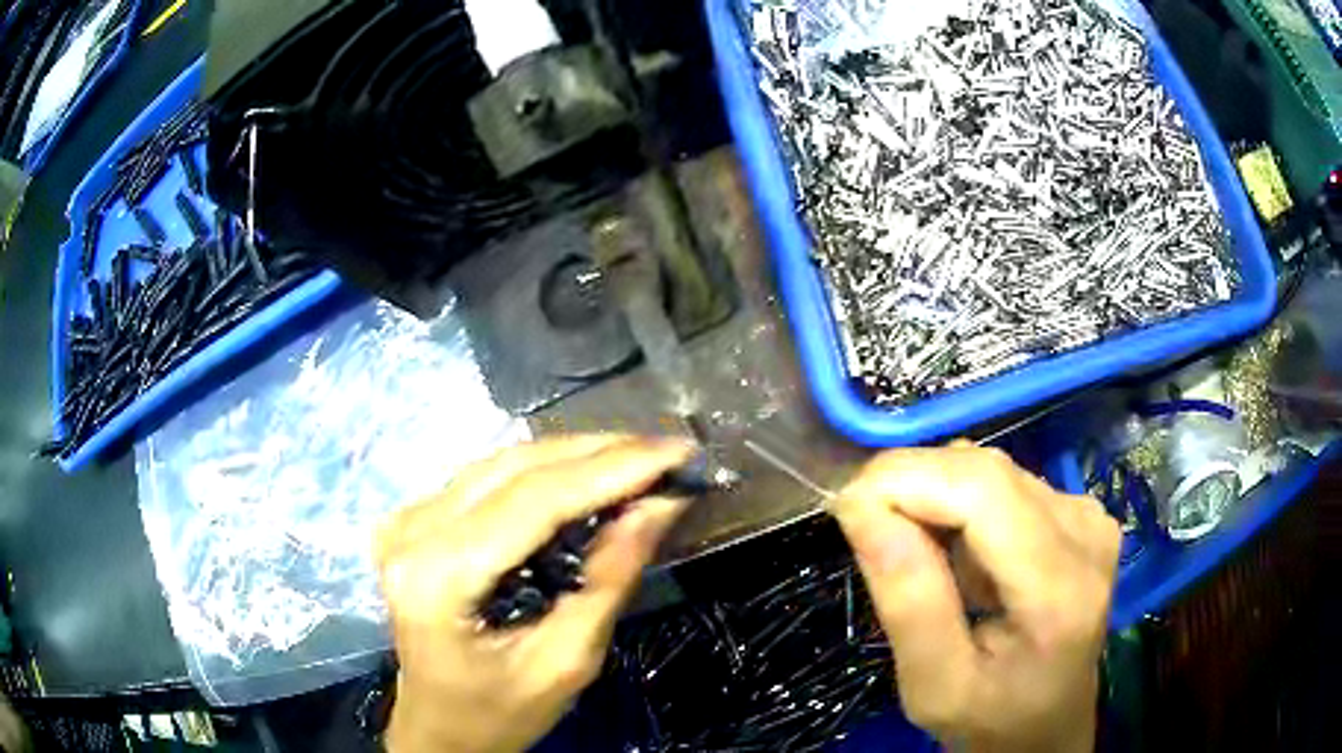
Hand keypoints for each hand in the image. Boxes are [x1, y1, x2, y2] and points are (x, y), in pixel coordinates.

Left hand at [376, 435, 694, 752]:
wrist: (439, 727)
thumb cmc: (500, 712)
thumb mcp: (566, 662)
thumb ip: (609, 579)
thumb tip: (659, 505)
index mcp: (438, 577)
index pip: (534, 500)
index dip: (611, 468)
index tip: (676, 451)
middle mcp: (410, 533)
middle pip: (515, 469)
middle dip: (599, 453)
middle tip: (666, 451)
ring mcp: (404, 521)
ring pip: (501, 463)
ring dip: (574, 456)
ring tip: (637, 458)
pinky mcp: (411, 520)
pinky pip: (486, 479)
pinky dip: (543, 473)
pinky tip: (585, 476)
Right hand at [832, 443, 1120, 751]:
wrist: (1049, 723)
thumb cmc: (991, 721)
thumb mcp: (934, 689)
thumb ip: (909, 604)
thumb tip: (863, 510)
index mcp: (1060, 590)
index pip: (982, 490)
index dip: (906, 479)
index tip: (845, 510)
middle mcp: (1084, 534)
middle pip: (985, 471)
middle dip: (911, 485)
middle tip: (865, 531)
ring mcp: (1087, 516)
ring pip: (990, 470)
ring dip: (936, 498)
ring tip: (918, 557)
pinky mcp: (1079, 511)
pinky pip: (1004, 484)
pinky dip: (962, 508)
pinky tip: (960, 556)